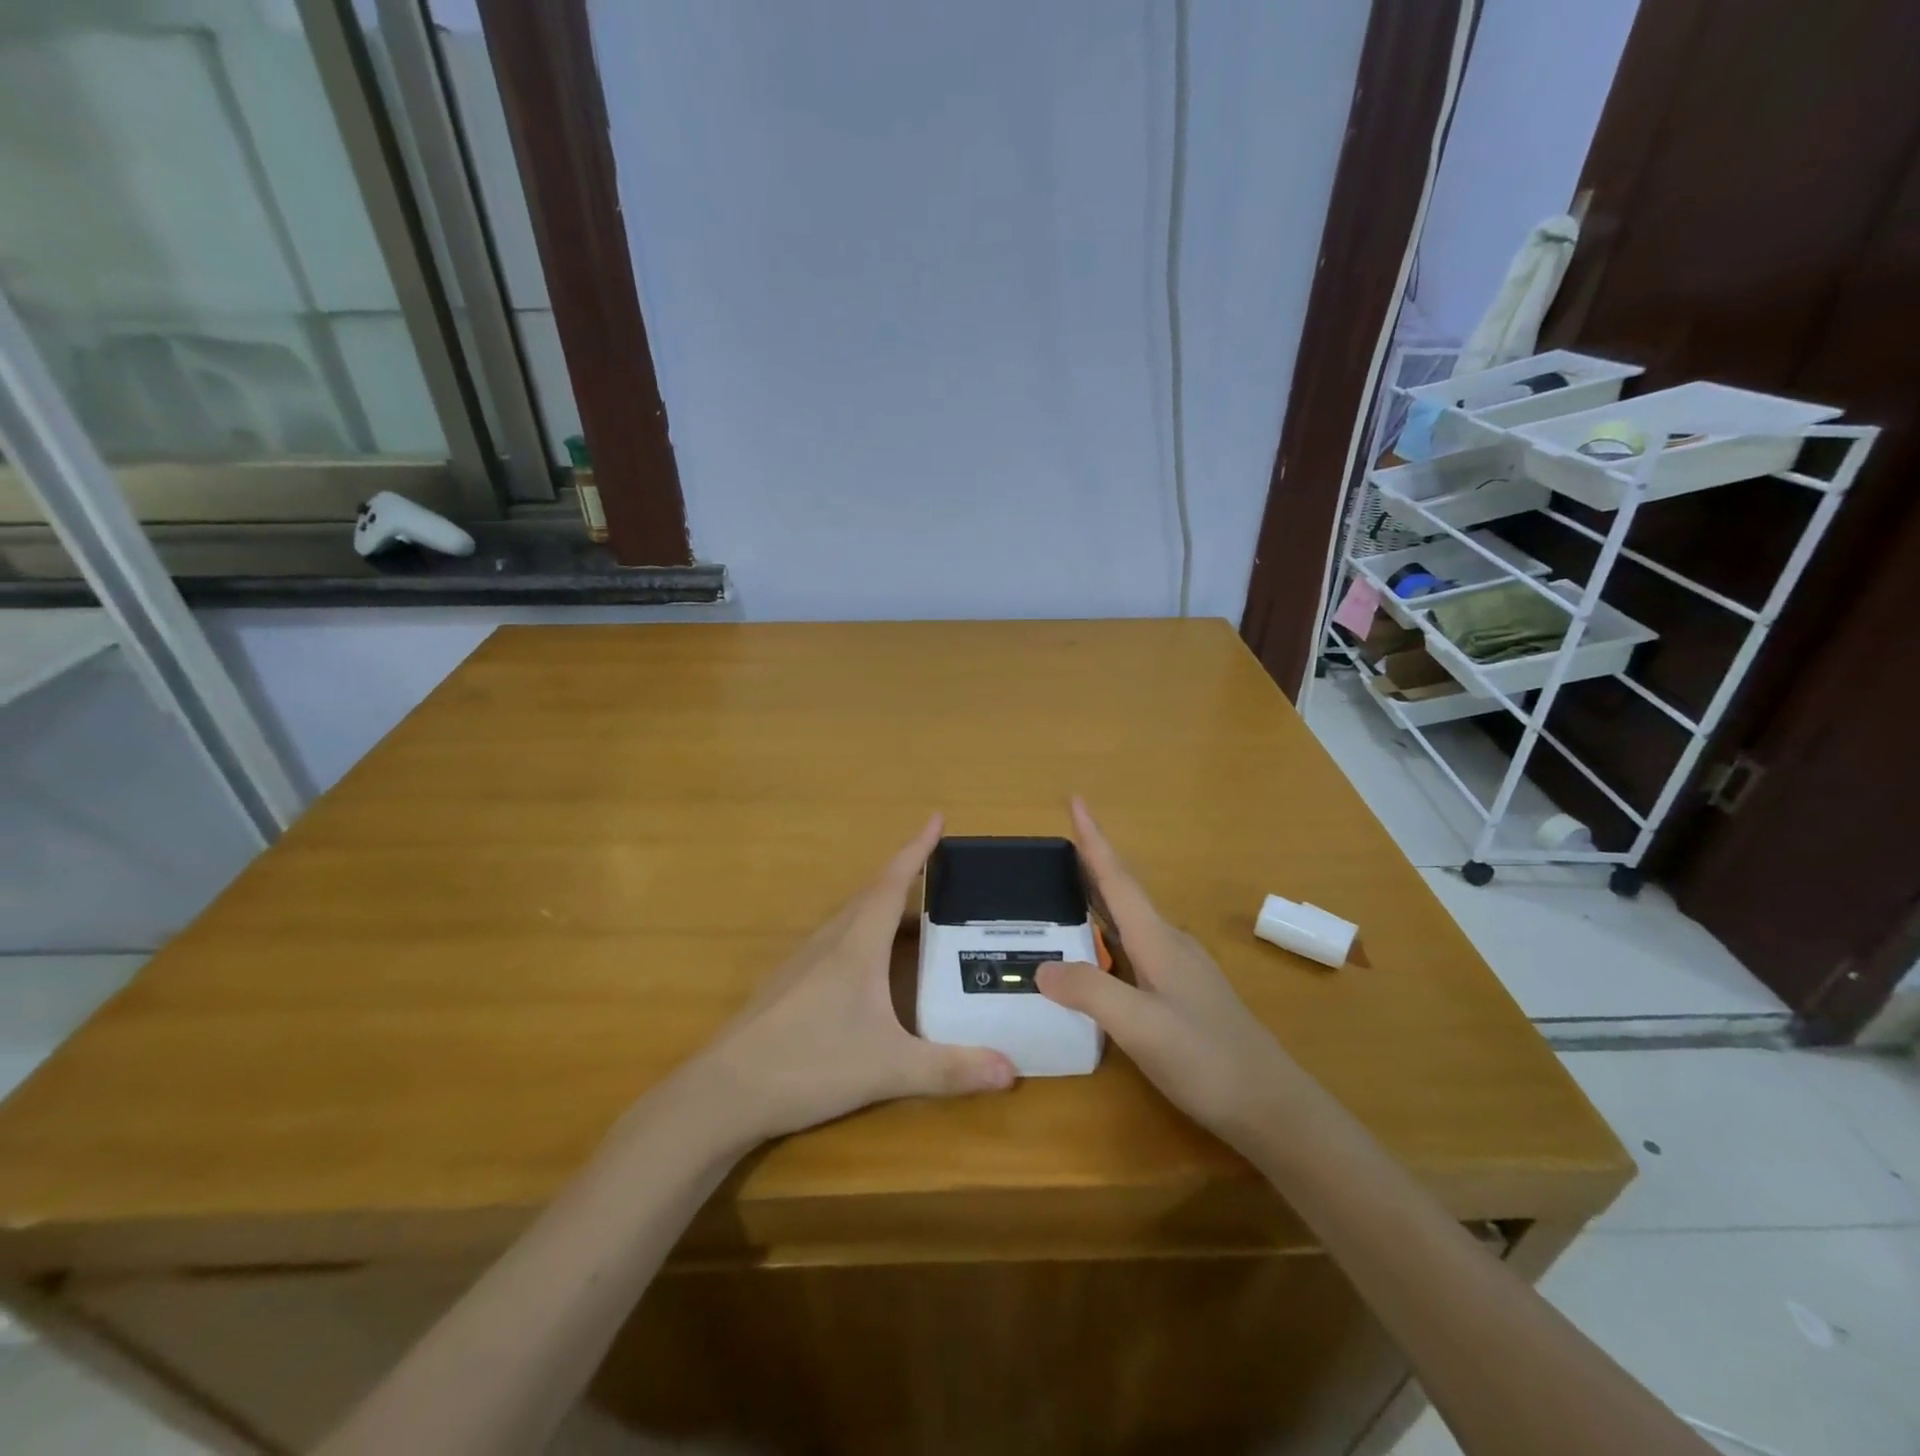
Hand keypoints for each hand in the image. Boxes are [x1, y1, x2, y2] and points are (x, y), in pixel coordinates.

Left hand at [678, 815, 1016, 1145]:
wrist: (724, 1092)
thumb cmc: (809, 1064)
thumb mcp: (888, 1068)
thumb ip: (950, 1069)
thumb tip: (1011, 1071)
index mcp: (856, 944)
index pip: (892, 882)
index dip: (917, 848)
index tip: (937, 818)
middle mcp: (830, 941)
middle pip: (872, 895)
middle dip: (907, 878)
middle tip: (941, 877)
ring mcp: (803, 962)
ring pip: (852, 919)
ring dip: (883, 908)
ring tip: (915, 919)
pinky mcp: (789, 984)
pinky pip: (836, 942)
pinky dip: (863, 936)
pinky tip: (870, 968)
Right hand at [1037, 799, 1294, 1150]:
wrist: (1273, 1108)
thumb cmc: (1208, 1061)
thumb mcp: (1142, 1028)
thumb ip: (1091, 992)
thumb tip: (1042, 967)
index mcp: (1158, 941)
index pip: (1117, 879)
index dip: (1094, 840)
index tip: (1076, 799)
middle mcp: (1169, 945)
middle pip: (1122, 893)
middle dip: (1090, 864)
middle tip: (1055, 845)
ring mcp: (1179, 970)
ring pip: (1128, 921)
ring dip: (1098, 898)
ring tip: (1064, 890)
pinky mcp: (1181, 994)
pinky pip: (1133, 948)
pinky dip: (1106, 935)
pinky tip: (1096, 952)